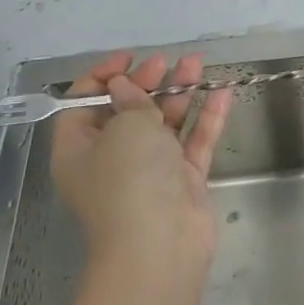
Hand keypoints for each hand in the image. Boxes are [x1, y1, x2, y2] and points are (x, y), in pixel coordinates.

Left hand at [50, 52, 233, 270]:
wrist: (160, 246)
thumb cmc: (129, 179)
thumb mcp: (125, 128)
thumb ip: (131, 100)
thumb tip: (125, 86)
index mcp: (80, 148)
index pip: (84, 103)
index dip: (104, 76)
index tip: (130, 58)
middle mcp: (111, 158)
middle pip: (128, 111)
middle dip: (148, 82)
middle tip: (167, 62)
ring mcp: (150, 171)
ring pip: (164, 124)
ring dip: (180, 93)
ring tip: (198, 64)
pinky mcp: (183, 181)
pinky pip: (193, 142)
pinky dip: (206, 118)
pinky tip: (223, 92)